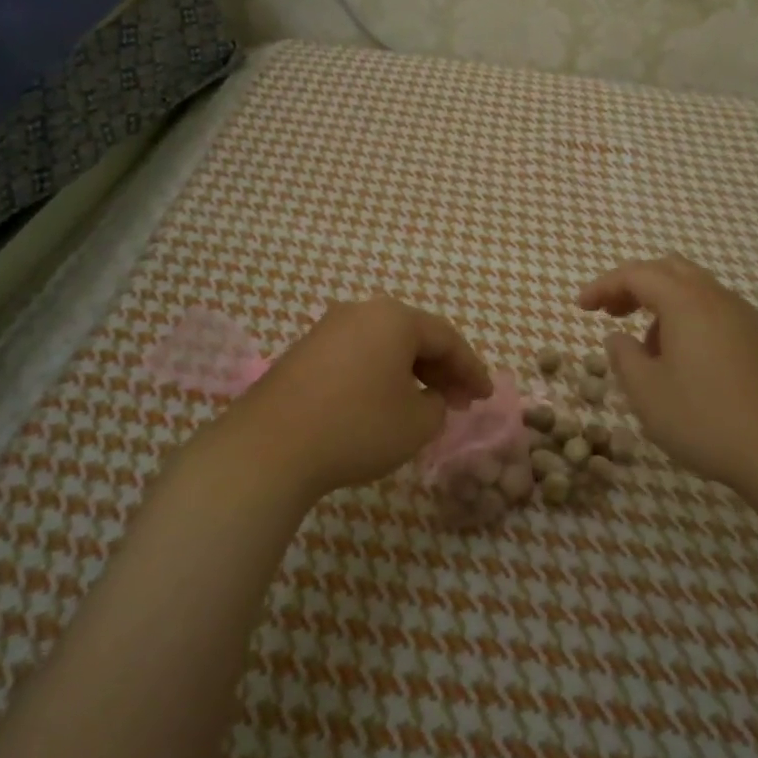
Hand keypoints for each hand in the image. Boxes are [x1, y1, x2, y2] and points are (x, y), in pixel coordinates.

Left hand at [219, 297, 491, 499]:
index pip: (447, 339)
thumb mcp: (417, 423)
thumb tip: (429, 398)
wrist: (270, 446)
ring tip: (426, 404)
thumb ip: (438, 405)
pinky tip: (384, 403)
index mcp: (394, 318)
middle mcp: (361, 312)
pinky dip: (380, 375)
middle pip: (414, 337)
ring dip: (410, 373)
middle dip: (442, 370)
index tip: (486, 396)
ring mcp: (328, 329)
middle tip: (461, 401)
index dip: (472, 369)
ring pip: (384, 346)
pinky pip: (358, 356)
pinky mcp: (305, 352)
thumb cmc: (357, 427)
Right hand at [578, 255, 757, 493]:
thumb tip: (618, 338)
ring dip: (662, 304)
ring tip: (646, 347)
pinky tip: (683, 361)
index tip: (580, 307)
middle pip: (670, 270)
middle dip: (634, 285)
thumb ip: (624, 357)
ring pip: (696, 290)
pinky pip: (716, 313)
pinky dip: (688, 320)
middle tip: (610, 311)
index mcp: (687, 303)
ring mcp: (747, 319)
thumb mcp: (647, 393)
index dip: (603, 285)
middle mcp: (719, 300)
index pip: (637, 274)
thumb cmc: (706, 421)